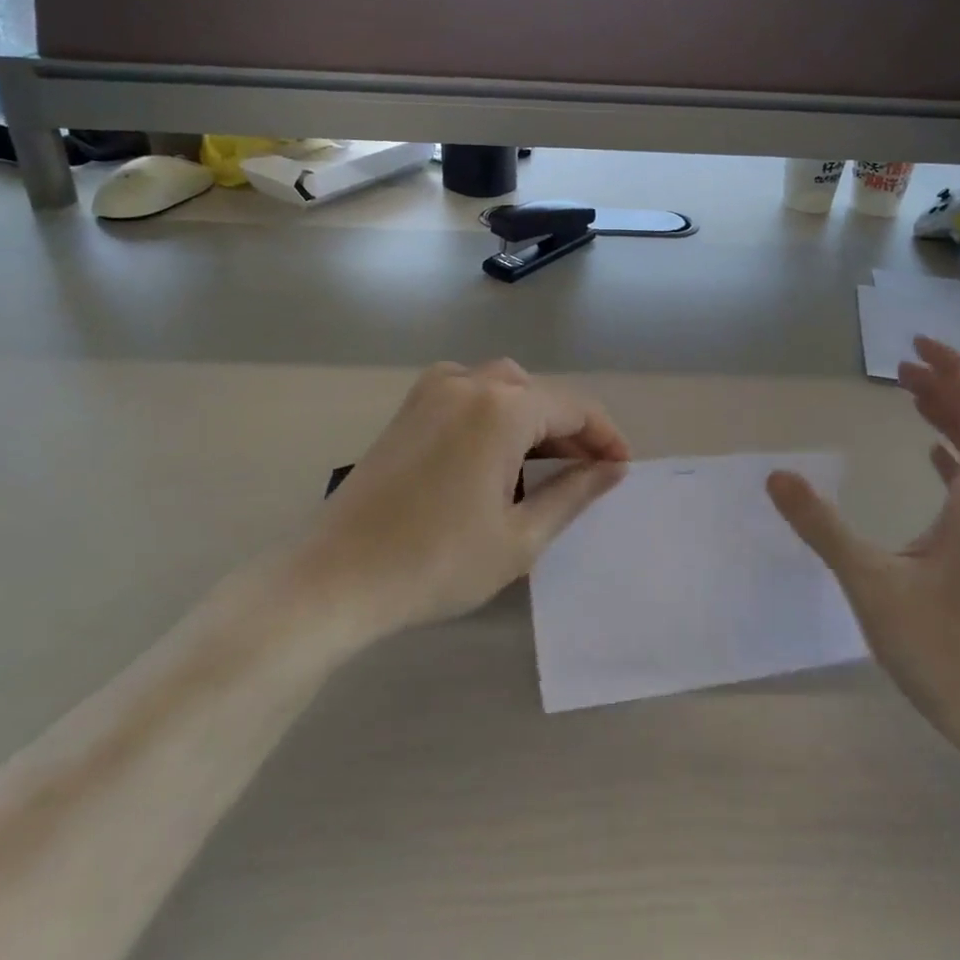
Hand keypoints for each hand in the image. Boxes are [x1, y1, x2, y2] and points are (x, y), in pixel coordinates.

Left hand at [312, 359, 629, 634]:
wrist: (337, 577)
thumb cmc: (437, 562)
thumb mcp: (520, 537)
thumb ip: (573, 493)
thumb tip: (612, 470)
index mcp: (501, 408)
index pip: (573, 407)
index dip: (605, 436)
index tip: (622, 469)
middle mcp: (468, 383)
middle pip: (537, 393)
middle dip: (569, 428)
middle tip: (588, 472)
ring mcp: (431, 391)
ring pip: (503, 387)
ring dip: (532, 418)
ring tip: (548, 465)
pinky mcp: (409, 408)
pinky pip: (468, 393)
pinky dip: (495, 414)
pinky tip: (496, 453)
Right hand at [766, 337, 959, 771]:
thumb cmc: (956, 653)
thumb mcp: (875, 586)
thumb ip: (824, 528)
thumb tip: (777, 476)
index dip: (954, 368)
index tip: (914, 345)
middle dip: (946, 387)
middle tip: (900, 369)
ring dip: (951, 420)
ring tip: (912, 400)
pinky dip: (956, 459)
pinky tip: (934, 462)